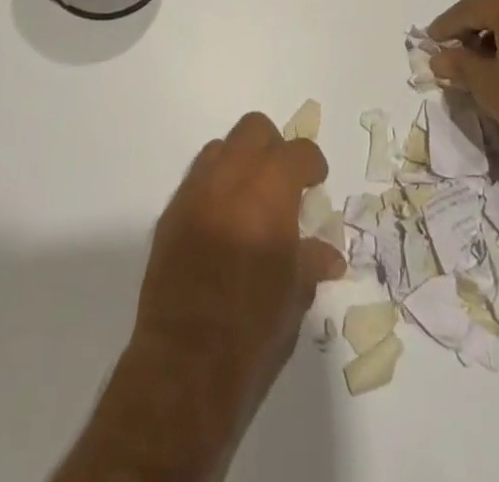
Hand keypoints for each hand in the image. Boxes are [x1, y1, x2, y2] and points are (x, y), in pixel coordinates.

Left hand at [132, 112, 344, 418]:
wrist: (183, 368)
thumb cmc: (253, 333)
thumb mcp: (295, 297)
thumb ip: (311, 261)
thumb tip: (329, 254)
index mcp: (269, 193)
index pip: (297, 152)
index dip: (312, 164)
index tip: (316, 182)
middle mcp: (229, 180)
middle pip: (254, 130)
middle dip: (273, 148)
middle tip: (283, 183)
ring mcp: (194, 194)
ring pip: (220, 148)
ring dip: (240, 163)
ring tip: (249, 201)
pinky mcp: (169, 216)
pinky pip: (196, 180)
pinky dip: (214, 189)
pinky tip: (221, 225)